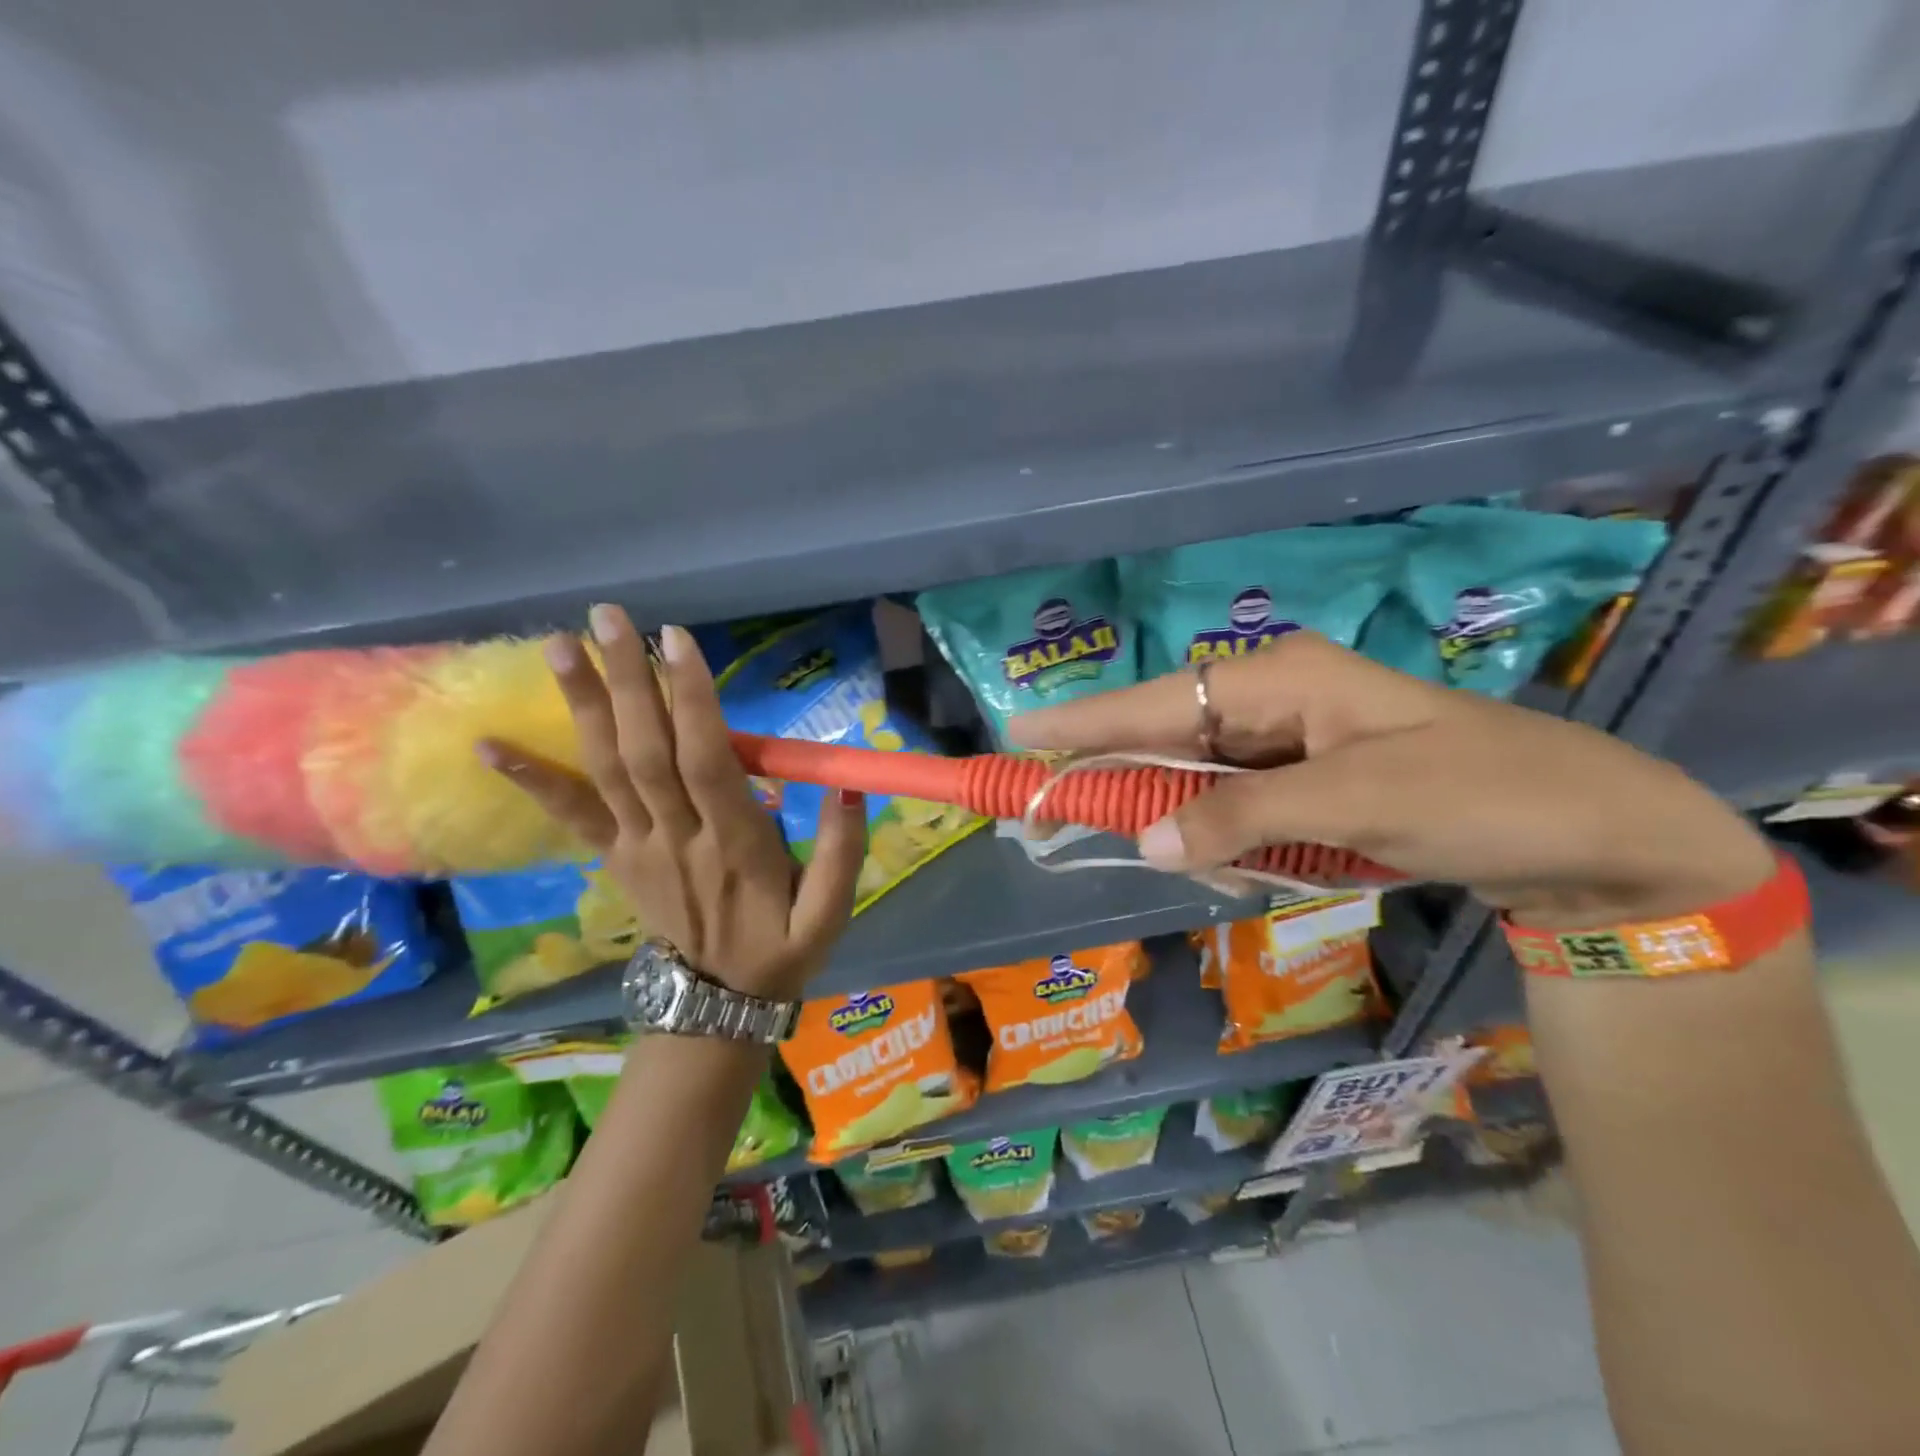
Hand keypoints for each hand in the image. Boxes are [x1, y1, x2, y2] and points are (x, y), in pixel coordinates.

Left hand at [478, 606, 865, 999]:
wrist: (718, 1002)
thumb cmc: (783, 947)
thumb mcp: (831, 912)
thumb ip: (842, 851)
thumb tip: (848, 786)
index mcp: (735, 845)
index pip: (707, 762)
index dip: (690, 701)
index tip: (676, 640)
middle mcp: (677, 837)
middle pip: (646, 752)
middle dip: (625, 681)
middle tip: (605, 616)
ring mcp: (638, 847)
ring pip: (606, 770)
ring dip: (580, 706)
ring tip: (555, 644)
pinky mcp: (615, 857)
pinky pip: (572, 816)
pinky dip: (532, 779)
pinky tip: (489, 743)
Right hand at [1009, 631, 1772, 928]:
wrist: (1590, 832)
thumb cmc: (1481, 795)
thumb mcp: (1358, 802)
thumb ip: (1242, 816)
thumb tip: (1143, 841)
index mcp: (1280, 679)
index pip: (1159, 700)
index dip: (1086, 720)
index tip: (1019, 731)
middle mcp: (1274, 700)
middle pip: (1168, 739)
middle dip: (1123, 782)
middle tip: (1059, 815)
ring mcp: (1291, 742)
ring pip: (1198, 781)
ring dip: (1183, 825)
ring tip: (1213, 869)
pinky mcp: (1307, 781)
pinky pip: (1236, 808)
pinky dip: (1226, 842)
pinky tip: (1245, 870)